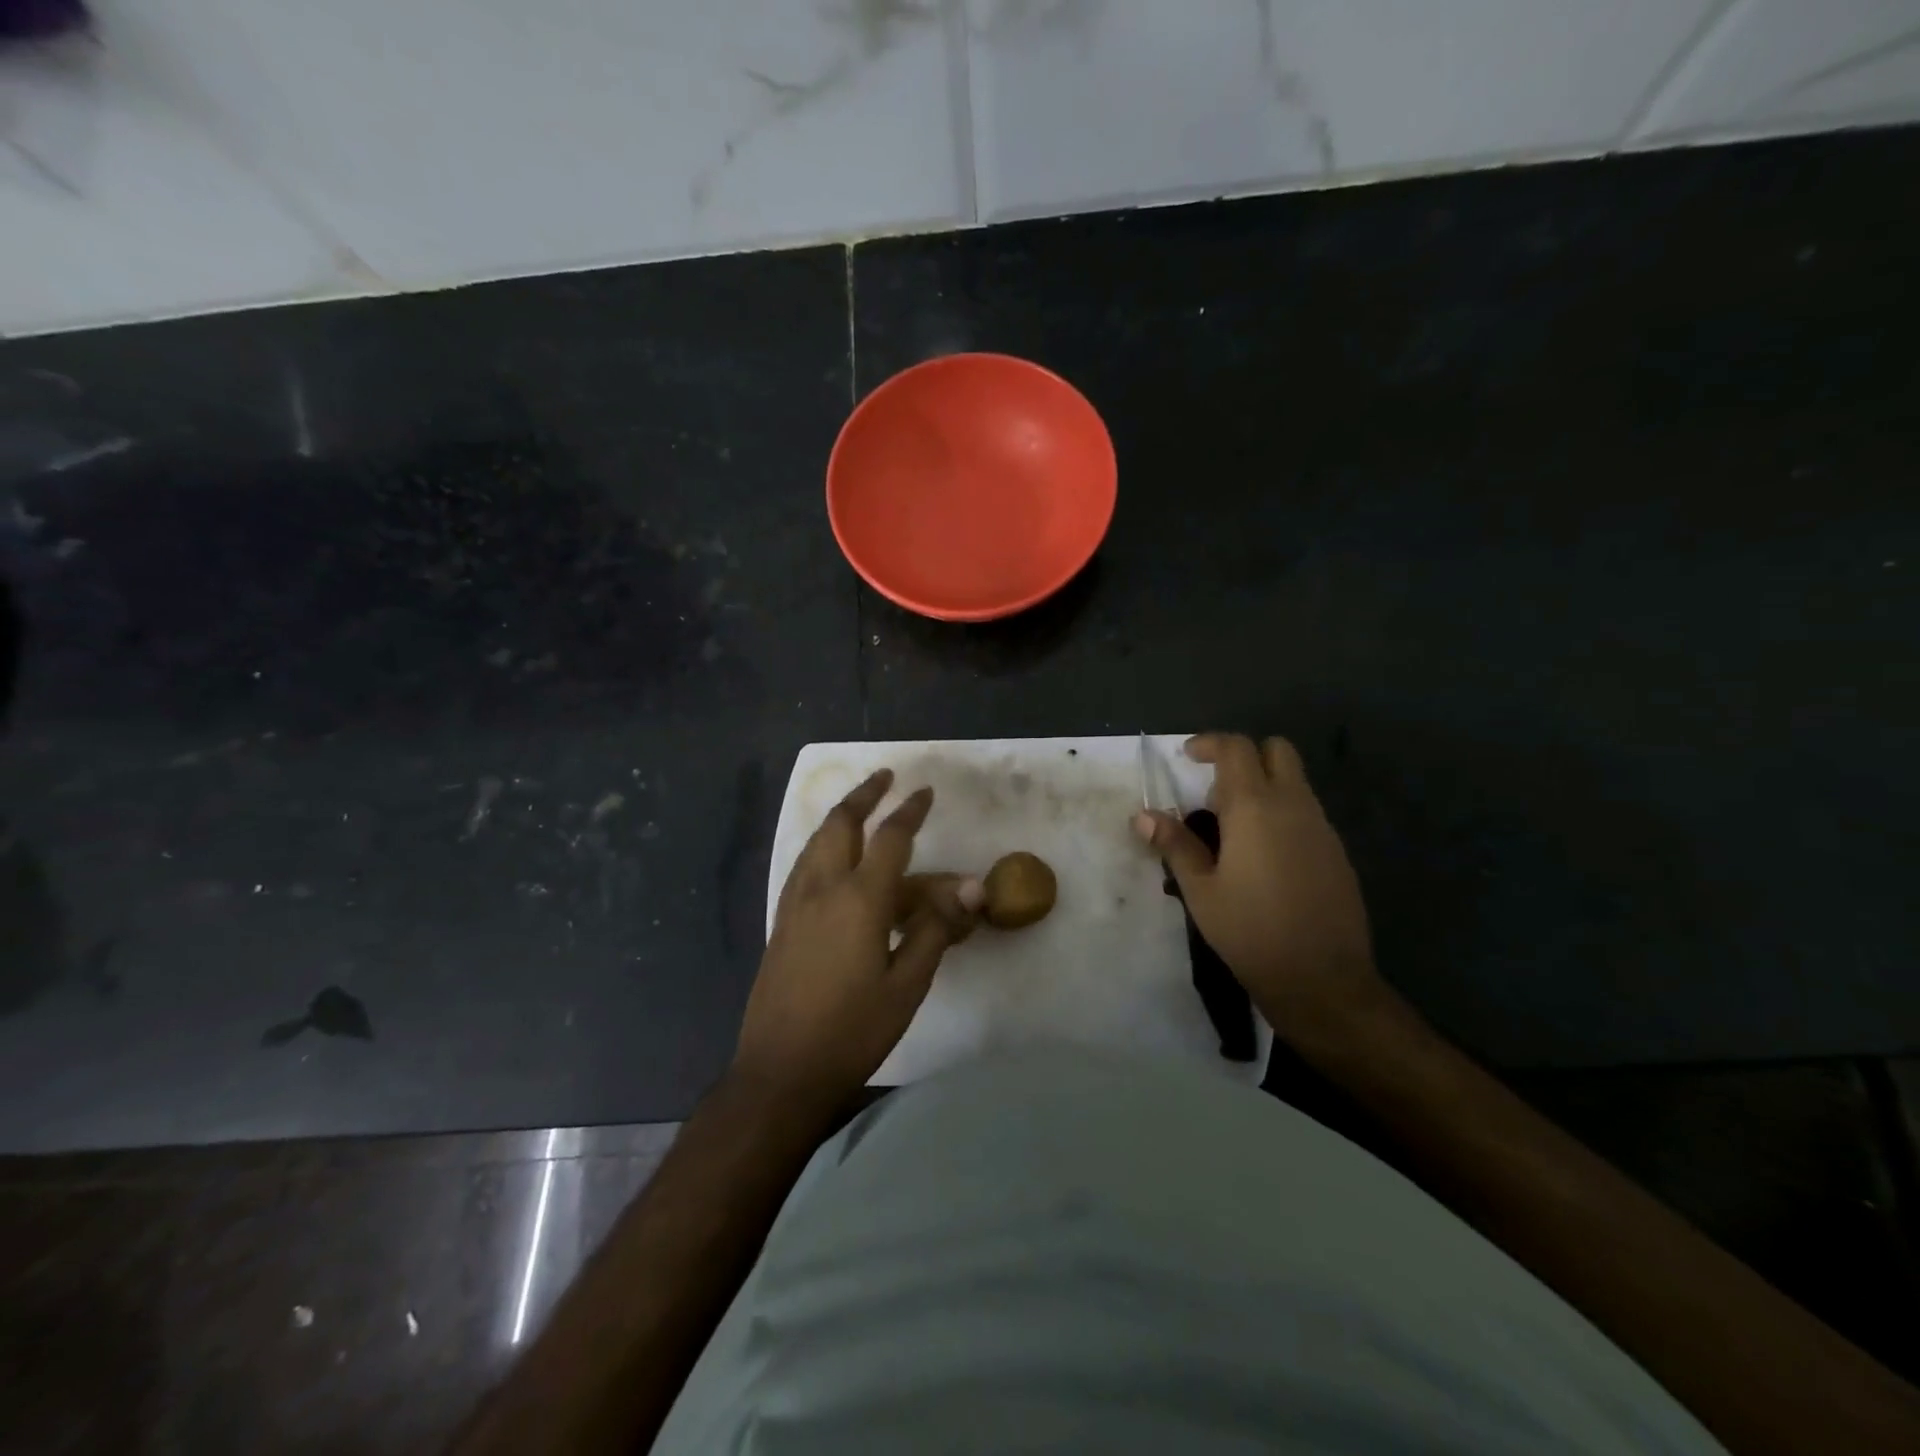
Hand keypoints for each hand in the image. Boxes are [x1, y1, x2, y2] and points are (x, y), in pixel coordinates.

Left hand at [735, 770, 982, 1115]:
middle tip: (884, 776)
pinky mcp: (781, 922)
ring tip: (859, 807)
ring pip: (816, 841)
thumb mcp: (908, 984)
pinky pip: (804, 864)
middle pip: (841, 824)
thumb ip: (937, 929)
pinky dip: (822, 844)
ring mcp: (795, 904)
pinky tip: (831, 858)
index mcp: (859, 899)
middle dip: (864, 795)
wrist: (781, 1071)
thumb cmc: (853, 1030)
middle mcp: (822, 889)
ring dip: (840, 816)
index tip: (925, 791)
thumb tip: (973, 888)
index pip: (890, 838)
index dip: (910, 811)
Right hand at [1133, 733, 1389, 1046]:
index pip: (1237, 748)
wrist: (1322, 980)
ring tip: (1232, 829)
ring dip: (1263, 786)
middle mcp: (1295, 806)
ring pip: (1295, 782)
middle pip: (1277, 750)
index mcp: (1256, 807)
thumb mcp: (1200, 890)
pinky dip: (1282, 814)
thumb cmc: (1250, 931)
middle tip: (1214, 788)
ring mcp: (1322, 828)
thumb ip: (1174, 845)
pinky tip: (1263, 857)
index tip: (1187, 757)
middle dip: (1245, 756)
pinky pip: (1307, 813)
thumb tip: (1144, 816)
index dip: (1210, 744)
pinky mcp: (1337, 853)